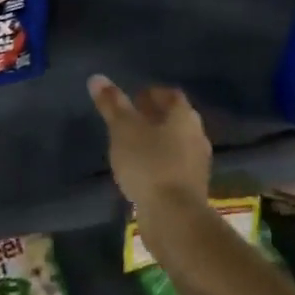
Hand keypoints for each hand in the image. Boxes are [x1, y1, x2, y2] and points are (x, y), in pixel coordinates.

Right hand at [87, 74, 210, 214]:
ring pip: (175, 143)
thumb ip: (111, 104)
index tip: (132, 98)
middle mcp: (196, 135)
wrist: (173, 217)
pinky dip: (159, 162)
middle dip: (154, 117)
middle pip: (175, 119)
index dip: (151, 93)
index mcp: (184, 116)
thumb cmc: (149, 164)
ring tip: (131, 146)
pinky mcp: (191, 187)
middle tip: (129, 120)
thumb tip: (97, 78)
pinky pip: (174, 166)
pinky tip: (141, 172)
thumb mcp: (123, 130)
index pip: (170, 94)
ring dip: (156, 141)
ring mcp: (197, 164)